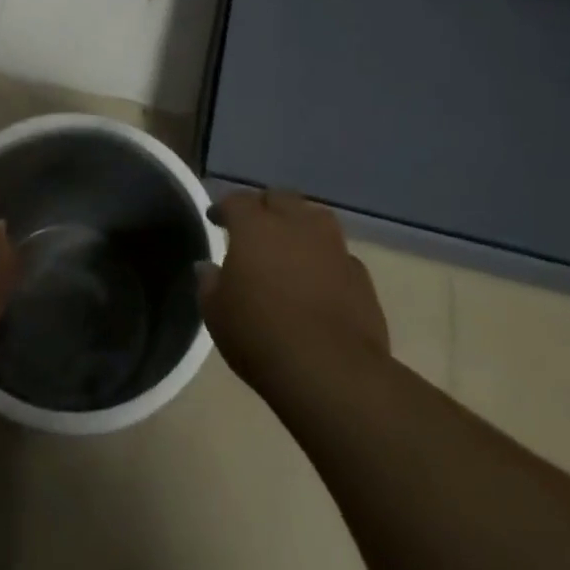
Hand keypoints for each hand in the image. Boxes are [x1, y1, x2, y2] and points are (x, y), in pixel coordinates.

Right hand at [200, 190, 389, 399]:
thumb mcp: (217, 314)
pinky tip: (320, 278)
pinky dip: (326, 259)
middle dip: (265, 207)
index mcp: (256, 227)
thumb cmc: (260, 335)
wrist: (331, 370)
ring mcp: (334, 247)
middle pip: (280, 198)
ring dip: (300, 225)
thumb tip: (209, 267)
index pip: (237, 201)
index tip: (216, 219)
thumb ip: (210, 283)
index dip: (224, 208)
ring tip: (291, 245)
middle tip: (254, 227)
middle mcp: (296, 224)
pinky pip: (338, 254)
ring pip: (315, 218)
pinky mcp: (360, 274)